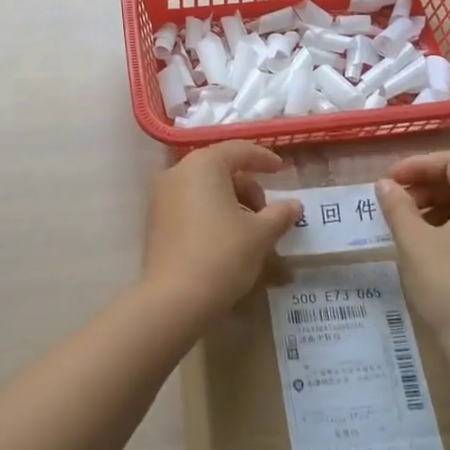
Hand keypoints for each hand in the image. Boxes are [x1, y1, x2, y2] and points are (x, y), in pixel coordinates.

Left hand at [142, 142, 303, 322]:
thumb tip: (294, 205)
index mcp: (203, 165)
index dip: (263, 158)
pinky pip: (189, 205)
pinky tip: (227, 239)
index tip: (281, 171)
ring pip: (204, 188)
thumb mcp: (260, 234)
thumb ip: (279, 214)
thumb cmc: (222, 255)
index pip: (238, 150)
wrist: (174, 299)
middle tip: (267, 212)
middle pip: (219, 168)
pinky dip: (211, 213)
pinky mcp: (155, 221)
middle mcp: (177, 173)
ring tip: (250, 230)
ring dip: (231, 201)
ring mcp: (161, 197)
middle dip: (247, 186)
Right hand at [375, 151, 449, 359]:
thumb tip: (385, 185)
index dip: (418, 165)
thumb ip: (397, 206)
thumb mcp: (414, 242)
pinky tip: (431, 247)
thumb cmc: (449, 286)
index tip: (390, 182)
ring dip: (438, 207)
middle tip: (395, 203)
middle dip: (427, 186)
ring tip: (408, 225)